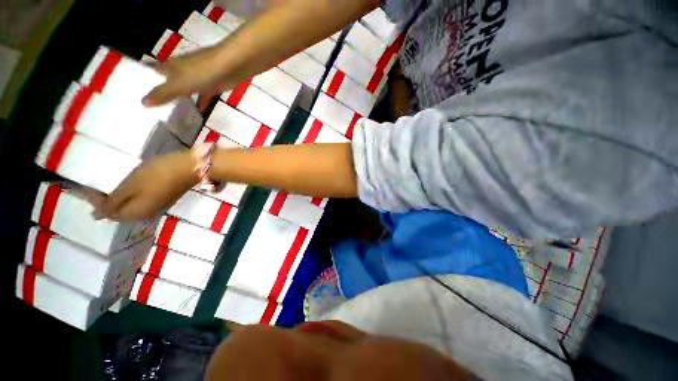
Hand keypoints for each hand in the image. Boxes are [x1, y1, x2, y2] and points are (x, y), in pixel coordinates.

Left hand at [93, 151, 197, 220]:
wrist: (189, 168)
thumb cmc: (157, 174)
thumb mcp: (131, 185)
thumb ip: (113, 201)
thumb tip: (96, 216)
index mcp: (136, 213)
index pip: (108, 213)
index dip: (95, 202)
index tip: (86, 187)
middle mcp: (145, 214)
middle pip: (120, 212)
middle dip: (106, 202)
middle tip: (96, 187)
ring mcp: (156, 205)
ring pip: (130, 207)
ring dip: (118, 199)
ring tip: (111, 187)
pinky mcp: (162, 198)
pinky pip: (139, 201)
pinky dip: (130, 195)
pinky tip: (130, 186)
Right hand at [143, 45, 237, 110]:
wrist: (230, 67)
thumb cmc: (201, 72)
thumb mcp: (177, 84)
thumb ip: (162, 93)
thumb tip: (142, 103)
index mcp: (169, 67)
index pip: (150, 71)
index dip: (141, 78)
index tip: (131, 90)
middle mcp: (181, 71)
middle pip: (168, 81)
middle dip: (160, 92)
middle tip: (152, 109)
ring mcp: (198, 78)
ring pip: (185, 89)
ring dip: (180, 99)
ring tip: (171, 114)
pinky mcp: (212, 85)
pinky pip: (202, 96)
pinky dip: (199, 103)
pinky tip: (197, 113)